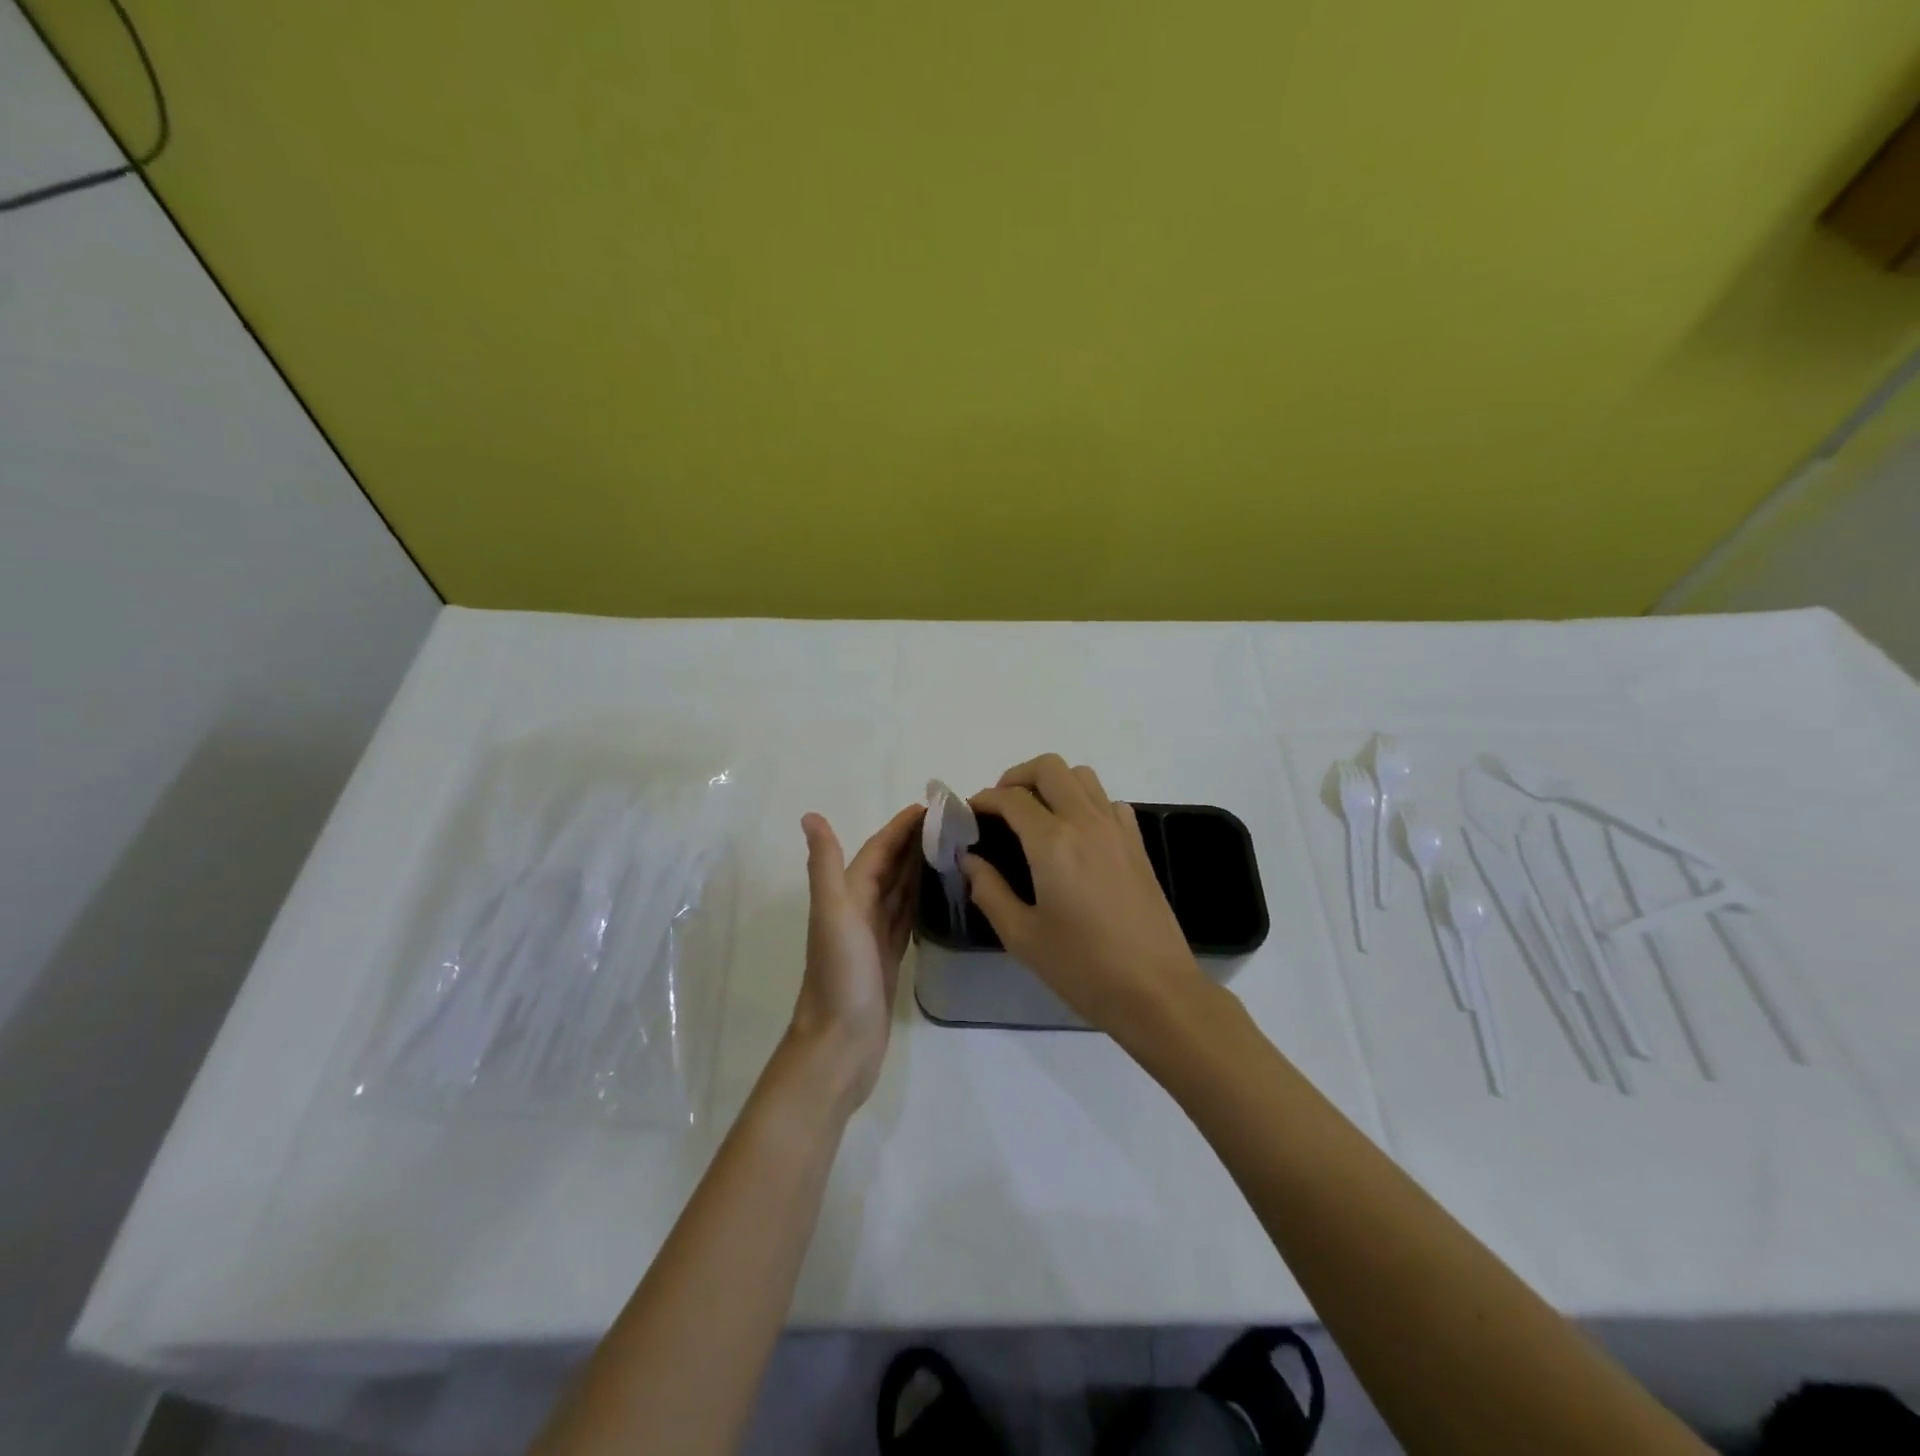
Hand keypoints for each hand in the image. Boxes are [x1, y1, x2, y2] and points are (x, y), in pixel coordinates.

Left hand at [788, 804, 922, 1112]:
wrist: (840, 1044)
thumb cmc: (840, 976)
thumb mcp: (833, 914)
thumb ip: (825, 865)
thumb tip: (811, 815)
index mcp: (847, 896)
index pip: (878, 851)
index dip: (900, 828)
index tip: (931, 807)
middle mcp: (858, 910)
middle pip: (889, 866)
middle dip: (913, 842)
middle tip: (950, 823)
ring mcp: (873, 936)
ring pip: (899, 890)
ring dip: (918, 868)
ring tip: (949, 848)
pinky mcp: (888, 957)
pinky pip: (906, 917)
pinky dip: (918, 900)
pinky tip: (935, 892)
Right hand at [964, 754, 1208, 1040]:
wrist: (1156, 991)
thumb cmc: (1082, 967)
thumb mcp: (1022, 936)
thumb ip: (989, 890)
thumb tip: (969, 859)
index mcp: (1052, 841)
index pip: (1010, 798)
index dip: (983, 800)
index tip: (968, 815)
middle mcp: (1085, 821)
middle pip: (1049, 767)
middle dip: (1016, 777)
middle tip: (1000, 808)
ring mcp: (1117, 829)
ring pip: (1081, 776)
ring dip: (1052, 784)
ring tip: (1034, 816)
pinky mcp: (1137, 843)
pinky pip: (1107, 801)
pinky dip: (1084, 802)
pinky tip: (1074, 835)